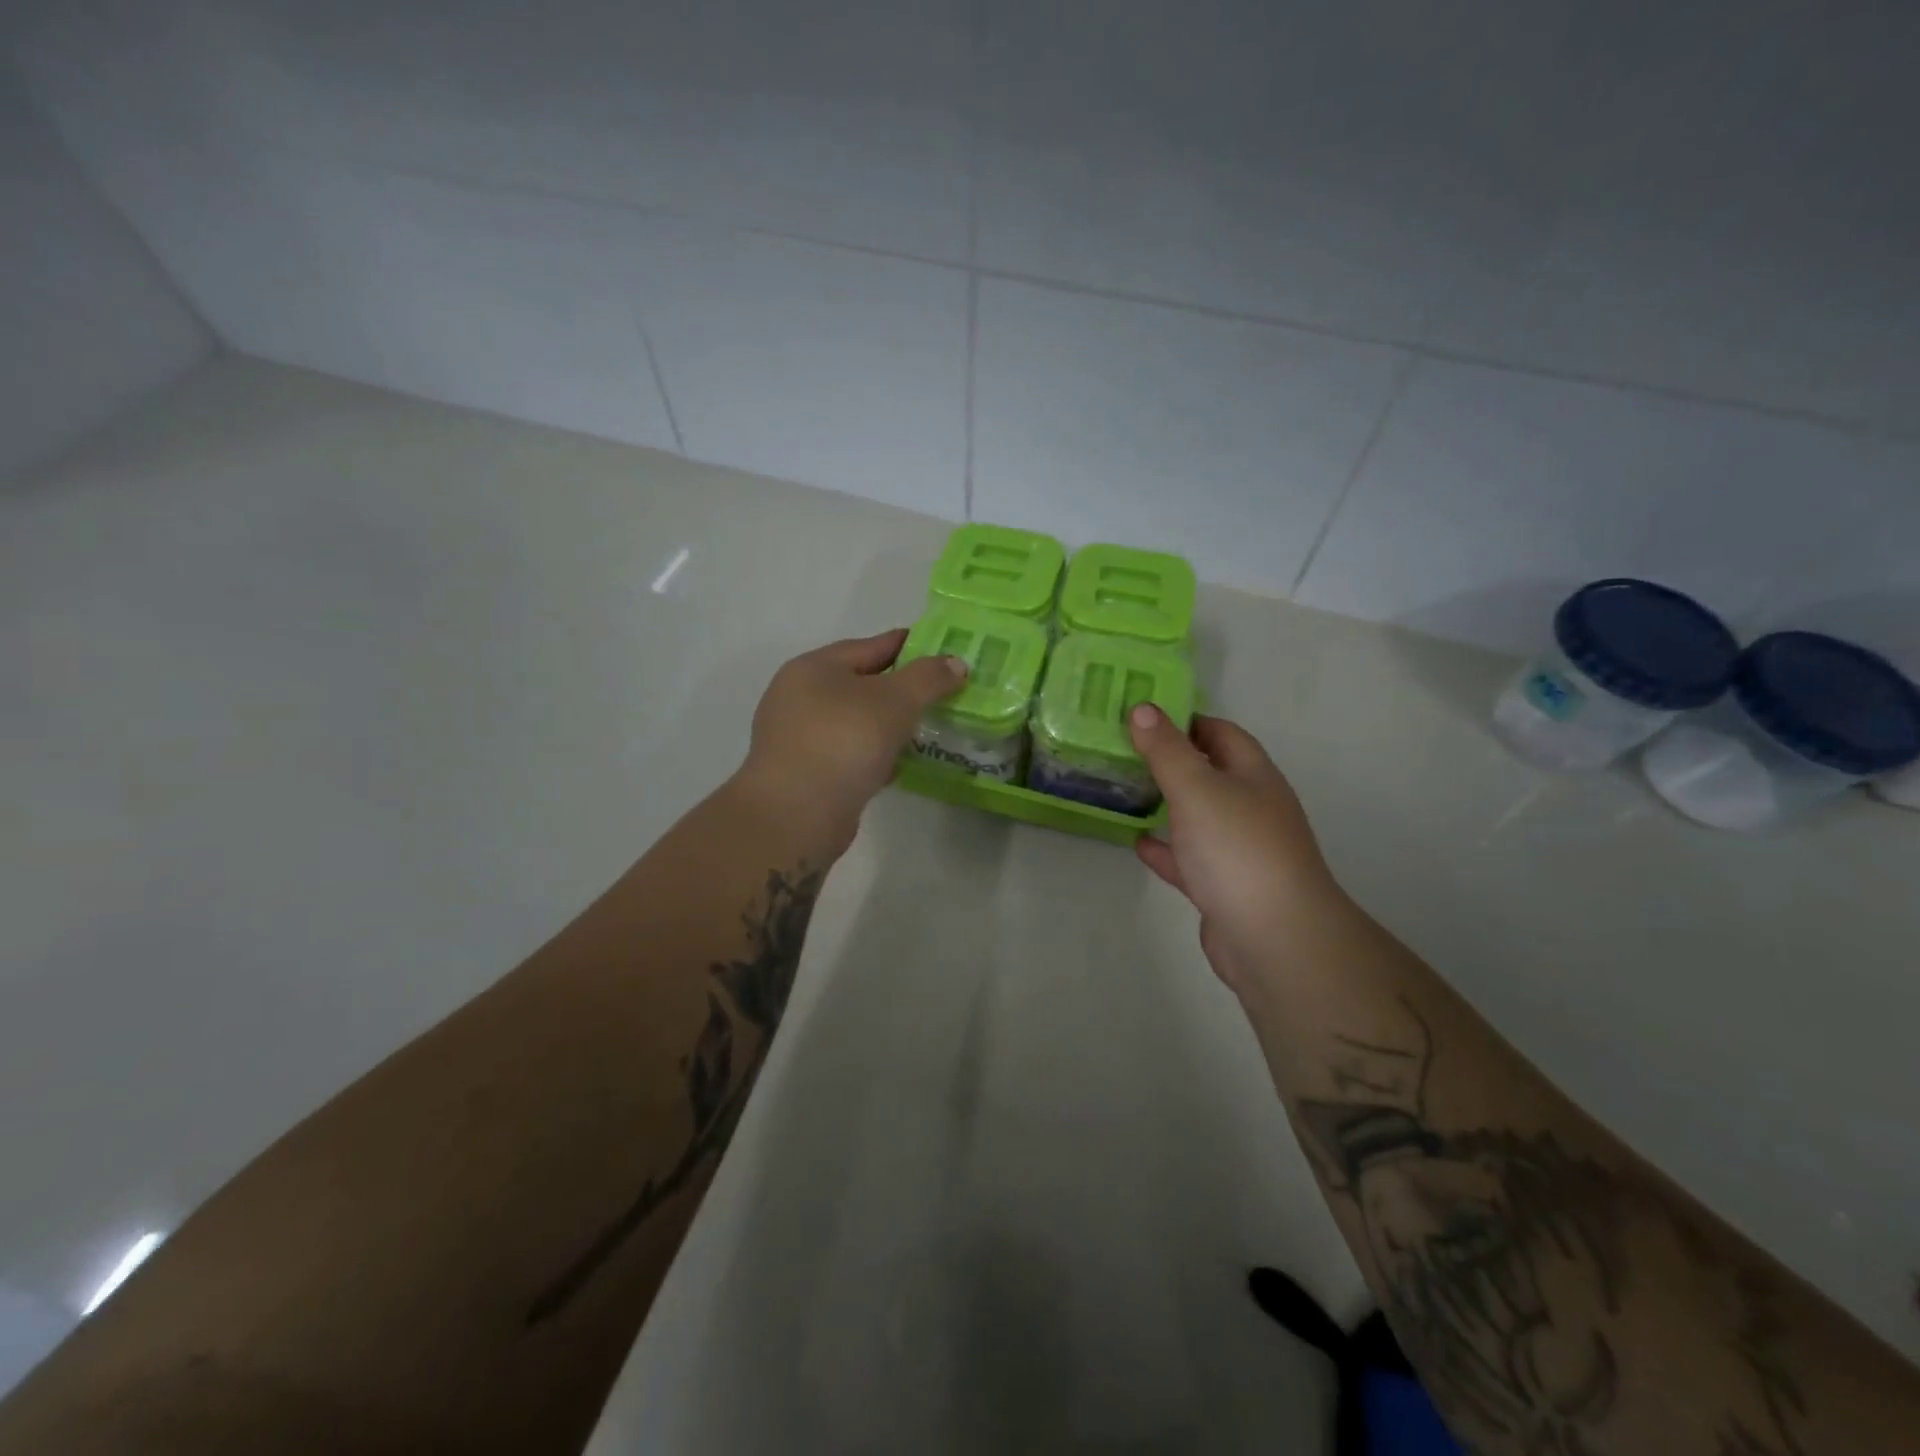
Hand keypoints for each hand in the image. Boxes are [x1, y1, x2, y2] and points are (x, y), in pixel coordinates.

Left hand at [734, 629, 966, 849]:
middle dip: (901, 688)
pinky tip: (901, 764)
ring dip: (889, 724)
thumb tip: (955, 663)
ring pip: (856, 722)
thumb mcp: (895, 700)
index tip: (943, 651)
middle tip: (942, 692)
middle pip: (861, 684)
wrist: (796, 815)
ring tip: (928, 727)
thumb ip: (928, 678)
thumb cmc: (843, 741)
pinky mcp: (807, 774)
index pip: (869, 646)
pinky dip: (876, 754)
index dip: (908, 646)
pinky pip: (850, 754)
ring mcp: (800, 738)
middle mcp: (799, 697)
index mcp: (813, 668)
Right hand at [1128, 706, 1340, 993]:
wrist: (1274, 938)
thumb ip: (1167, 750)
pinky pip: (1190, 858)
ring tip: (1126, 791)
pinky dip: (1166, 849)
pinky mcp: (1224, 887)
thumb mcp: (1197, 788)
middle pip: (1211, 773)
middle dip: (1172, 760)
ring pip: (1199, 816)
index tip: (1144, 716)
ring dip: (1167, 804)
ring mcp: (1240, 850)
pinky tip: (1138, 843)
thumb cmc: (1237, 850)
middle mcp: (1252, 808)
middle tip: (1125, 750)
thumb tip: (1143, 708)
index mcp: (1254, 776)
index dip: (1186, 720)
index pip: (1222, 733)